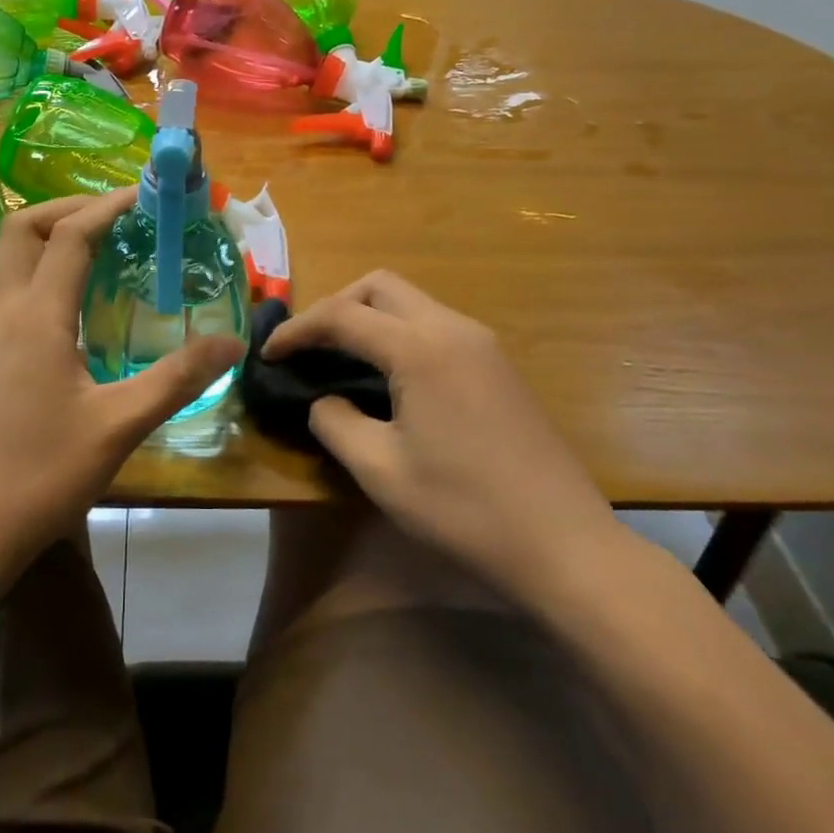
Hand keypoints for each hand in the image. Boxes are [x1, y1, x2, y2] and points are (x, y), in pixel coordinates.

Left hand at [0, 189, 243, 583]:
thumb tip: (232, 343)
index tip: (148, 195)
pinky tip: (83, 307)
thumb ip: (177, 378)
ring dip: (57, 239)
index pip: (70, 236)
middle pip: (23, 229)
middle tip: (121, 217)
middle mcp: (5, 313)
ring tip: (110, 251)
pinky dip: (48, 273)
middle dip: (70, 208)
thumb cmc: (41, 475)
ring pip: (14, 260)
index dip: (108, 206)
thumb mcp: (119, 426)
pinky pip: (16, 291)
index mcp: (36, 317)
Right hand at [265, 270, 621, 606]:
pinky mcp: (498, 365)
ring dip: (369, 317)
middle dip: (336, 306)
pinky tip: (389, 377)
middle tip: (310, 347)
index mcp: (420, 349)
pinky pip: (435, 326)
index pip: (342, 316)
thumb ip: (334, 423)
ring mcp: (482, 344)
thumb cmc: (465, 509)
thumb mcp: (379, 471)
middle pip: (380, 286)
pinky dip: (399, 334)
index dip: (298, 330)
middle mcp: (453, 329)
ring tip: (341, 359)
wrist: (565, 546)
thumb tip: (322, 400)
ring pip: (411, 302)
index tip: (268, 354)